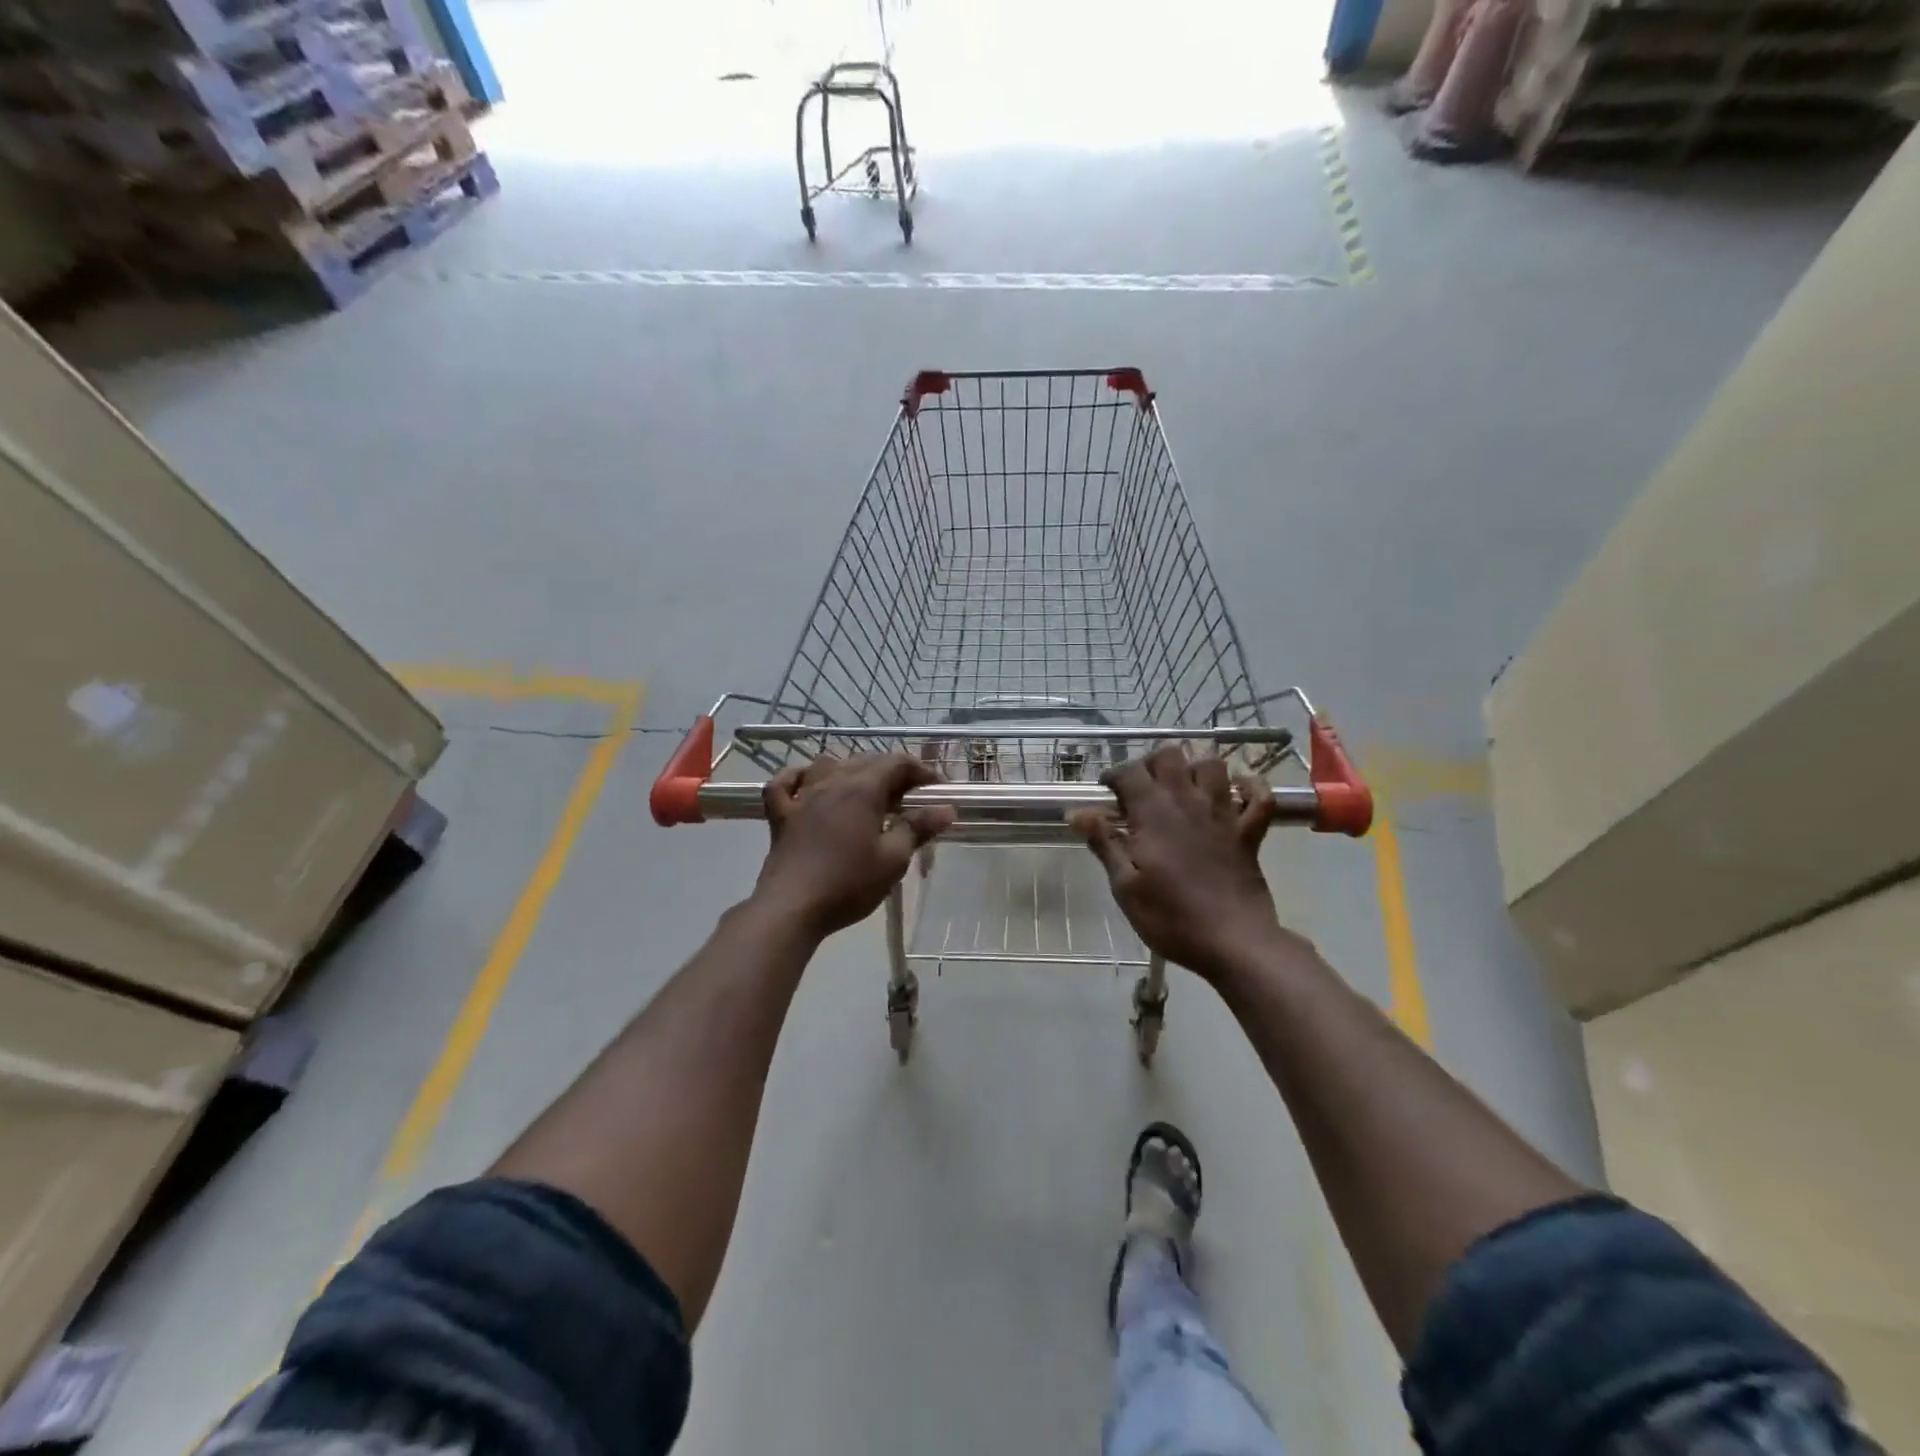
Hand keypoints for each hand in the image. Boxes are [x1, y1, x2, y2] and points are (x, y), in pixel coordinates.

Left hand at [754, 754, 955, 936]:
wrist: (792, 907)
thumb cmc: (849, 883)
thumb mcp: (893, 859)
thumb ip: (918, 828)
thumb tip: (947, 809)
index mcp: (863, 790)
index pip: (897, 763)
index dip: (921, 771)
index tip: (937, 790)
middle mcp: (832, 782)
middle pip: (865, 760)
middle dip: (891, 772)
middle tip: (908, 798)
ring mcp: (802, 796)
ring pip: (828, 765)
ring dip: (850, 770)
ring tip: (865, 791)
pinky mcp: (780, 815)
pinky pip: (785, 783)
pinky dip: (798, 777)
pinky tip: (807, 783)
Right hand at [1069, 745, 1292, 982]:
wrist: (1234, 942)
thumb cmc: (1171, 918)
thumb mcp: (1125, 886)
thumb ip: (1103, 843)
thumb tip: (1076, 812)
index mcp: (1153, 813)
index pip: (1130, 772)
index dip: (1114, 776)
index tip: (1106, 794)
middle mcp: (1188, 802)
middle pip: (1171, 755)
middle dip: (1152, 763)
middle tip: (1142, 788)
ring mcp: (1223, 814)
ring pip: (1213, 765)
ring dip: (1196, 768)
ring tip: (1182, 787)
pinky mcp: (1249, 832)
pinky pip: (1260, 796)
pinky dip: (1251, 787)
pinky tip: (1238, 792)